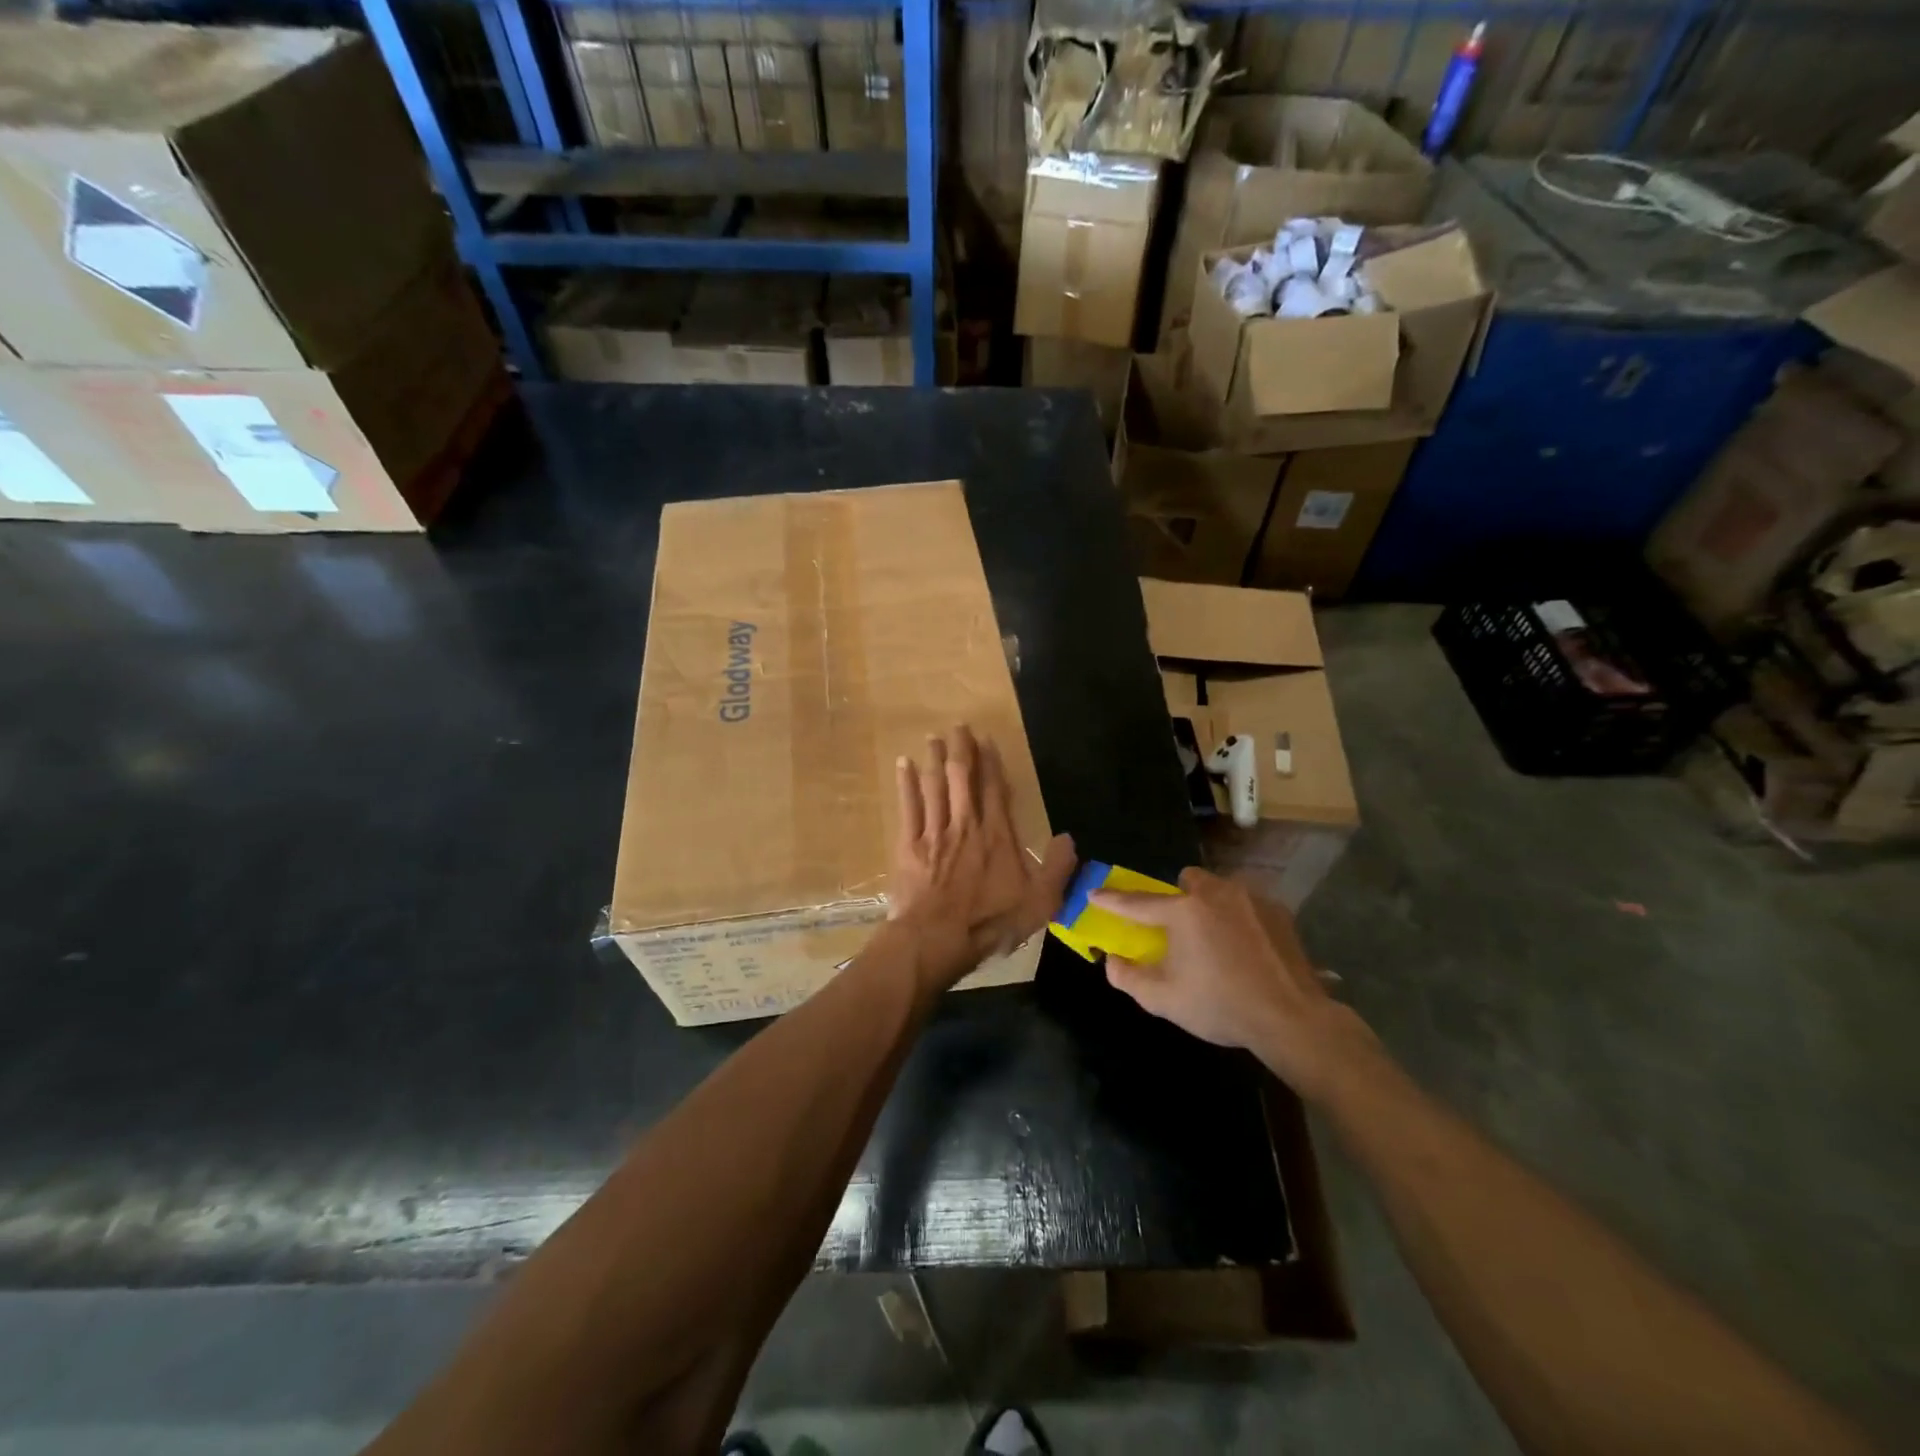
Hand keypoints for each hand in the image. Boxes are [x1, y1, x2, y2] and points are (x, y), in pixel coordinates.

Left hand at [889, 725, 1075, 989]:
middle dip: (961, 749)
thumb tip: (1069, 838)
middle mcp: (965, 823)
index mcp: (996, 834)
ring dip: (934, 759)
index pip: (995, 788)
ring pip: (934, 785)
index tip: (986, 740)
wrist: (937, 938)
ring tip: (934, 738)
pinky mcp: (909, 845)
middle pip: (962, 777)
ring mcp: (934, 832)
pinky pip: (908, 805)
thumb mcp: (1039, 902)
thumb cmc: (990, 921)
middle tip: (958, 726)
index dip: (991, 762)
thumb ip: (1057, 868)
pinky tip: (904, 764)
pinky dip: (906, 783)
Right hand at [1091, 867, 1372, 1098]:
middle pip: (1186, 881)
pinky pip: (1247, 903)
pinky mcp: (1277, 910)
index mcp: (1183, 912)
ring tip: (1216, 938)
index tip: (1094, 893)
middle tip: (1179, 929)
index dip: (1112, 900)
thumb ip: (1128, 977)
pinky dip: (1239, 917)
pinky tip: (1247, 947)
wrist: (1291, 1018)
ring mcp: (1250, 898)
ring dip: (1210, 904)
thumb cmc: (1221, 1006)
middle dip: (1178, 897)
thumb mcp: (1164, 1000)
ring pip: (1219, 887)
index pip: (1137, 902)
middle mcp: (1215, 893)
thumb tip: (1112, 960)